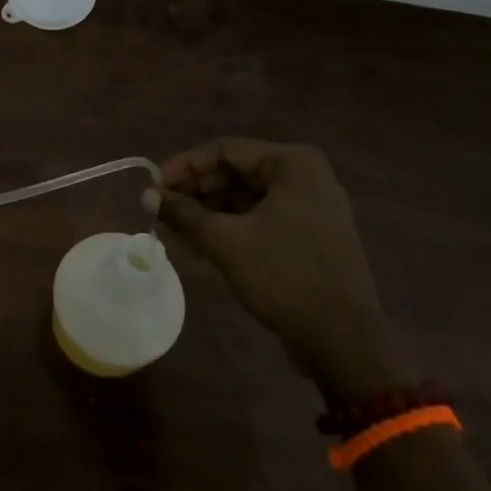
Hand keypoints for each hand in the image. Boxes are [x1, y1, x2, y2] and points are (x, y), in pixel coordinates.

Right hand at [156, 139, 410, 401]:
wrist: (343, 339)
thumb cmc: (282, 275)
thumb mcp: (225, 240)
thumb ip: (183, 212)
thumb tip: (147, 196)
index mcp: (293, 164)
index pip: (225, 150)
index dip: (184, 166)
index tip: (154, 186)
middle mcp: (306, 176)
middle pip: (237, 172)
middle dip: (196, 192)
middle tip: (162, 209)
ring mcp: (312, 206)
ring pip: (248, 197)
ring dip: (210, 212)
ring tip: (175, 231)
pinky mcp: (311, 234)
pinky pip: (262, 217)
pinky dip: (232, 226)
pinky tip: (201, 244)